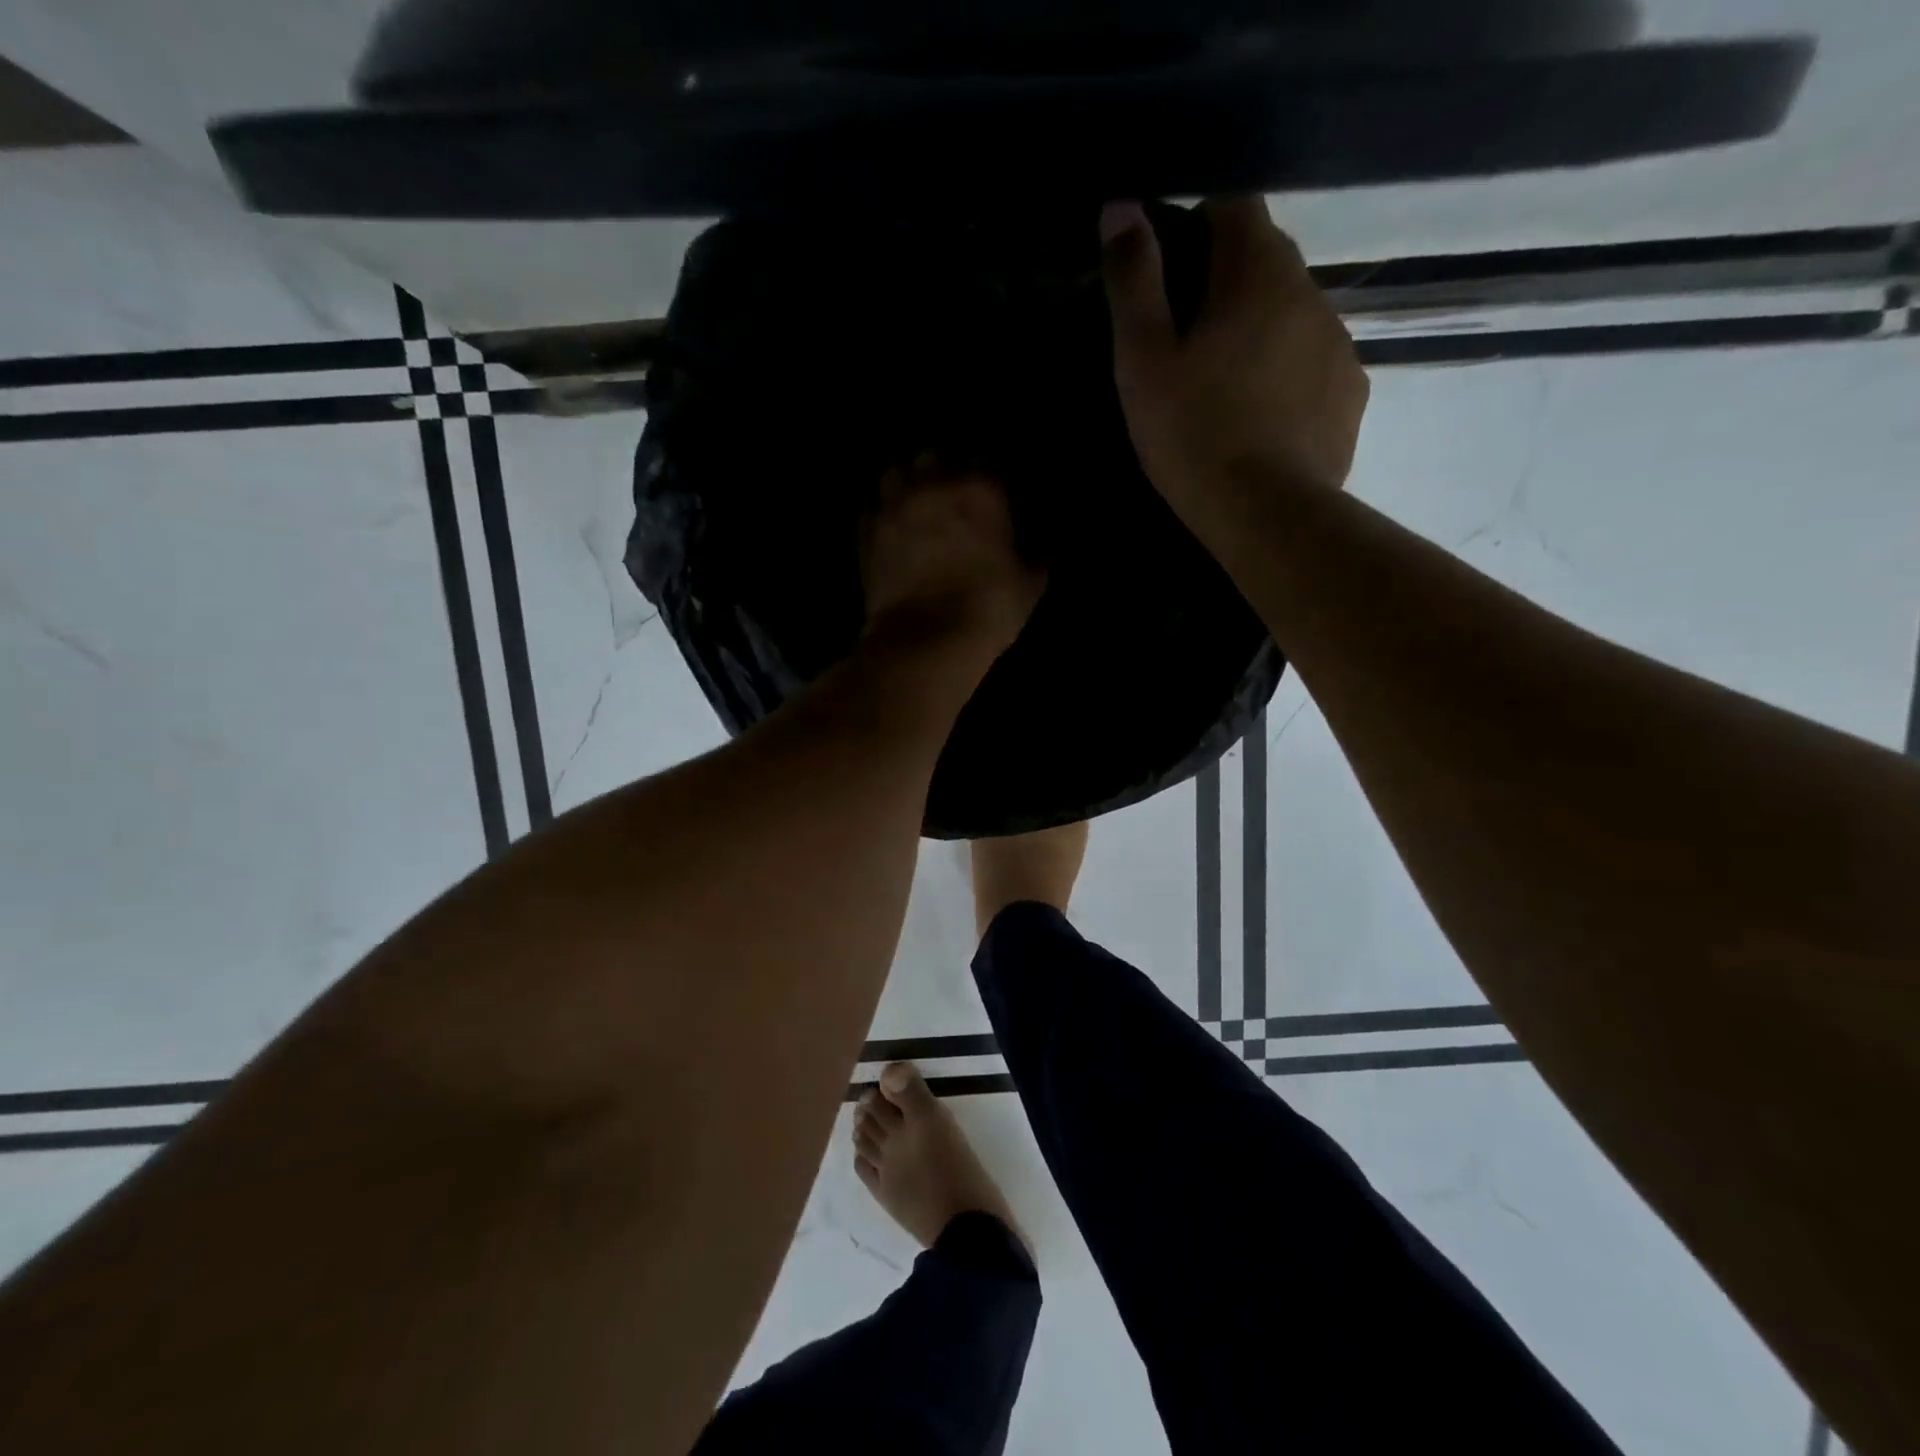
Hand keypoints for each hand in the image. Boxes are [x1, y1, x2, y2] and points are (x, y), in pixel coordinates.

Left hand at [861, 456, 1044, 663]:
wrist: (926, 640)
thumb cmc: (989, 608)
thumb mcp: (1031, 582)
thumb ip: (1037, 552)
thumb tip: (1043, 541)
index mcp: (980, 488)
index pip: (987, 461)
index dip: (990, 479)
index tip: (993, 498)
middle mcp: (933, 485)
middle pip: (933, 457)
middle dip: (942, 473)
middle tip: (951, 499)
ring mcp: (894, 506)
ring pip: (895, 473)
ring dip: (907, 486)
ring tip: (916, 508)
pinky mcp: (866, 533)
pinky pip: (872, 510)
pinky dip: (882, 517)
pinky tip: (892, 534)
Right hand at [1100, 197, 1369, 520]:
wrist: (1267, 515)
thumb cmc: (1194, 435)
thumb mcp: (1144, 362)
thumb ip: (1132, 281)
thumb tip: (1120, 206)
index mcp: (1258, 272)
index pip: (1235, 205)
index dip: (1198, 225)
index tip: (1170, 273)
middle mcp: (1311, 292)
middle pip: (1268, 259)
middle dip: (1229, 281)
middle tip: (1188, 341)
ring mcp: (1340, 343)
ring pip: (1294, 313)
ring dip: (1262, 330)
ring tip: (1226, 387)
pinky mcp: (1351, 394)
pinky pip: (1316, 362)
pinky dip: (1289, 373)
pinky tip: (1263, 418)